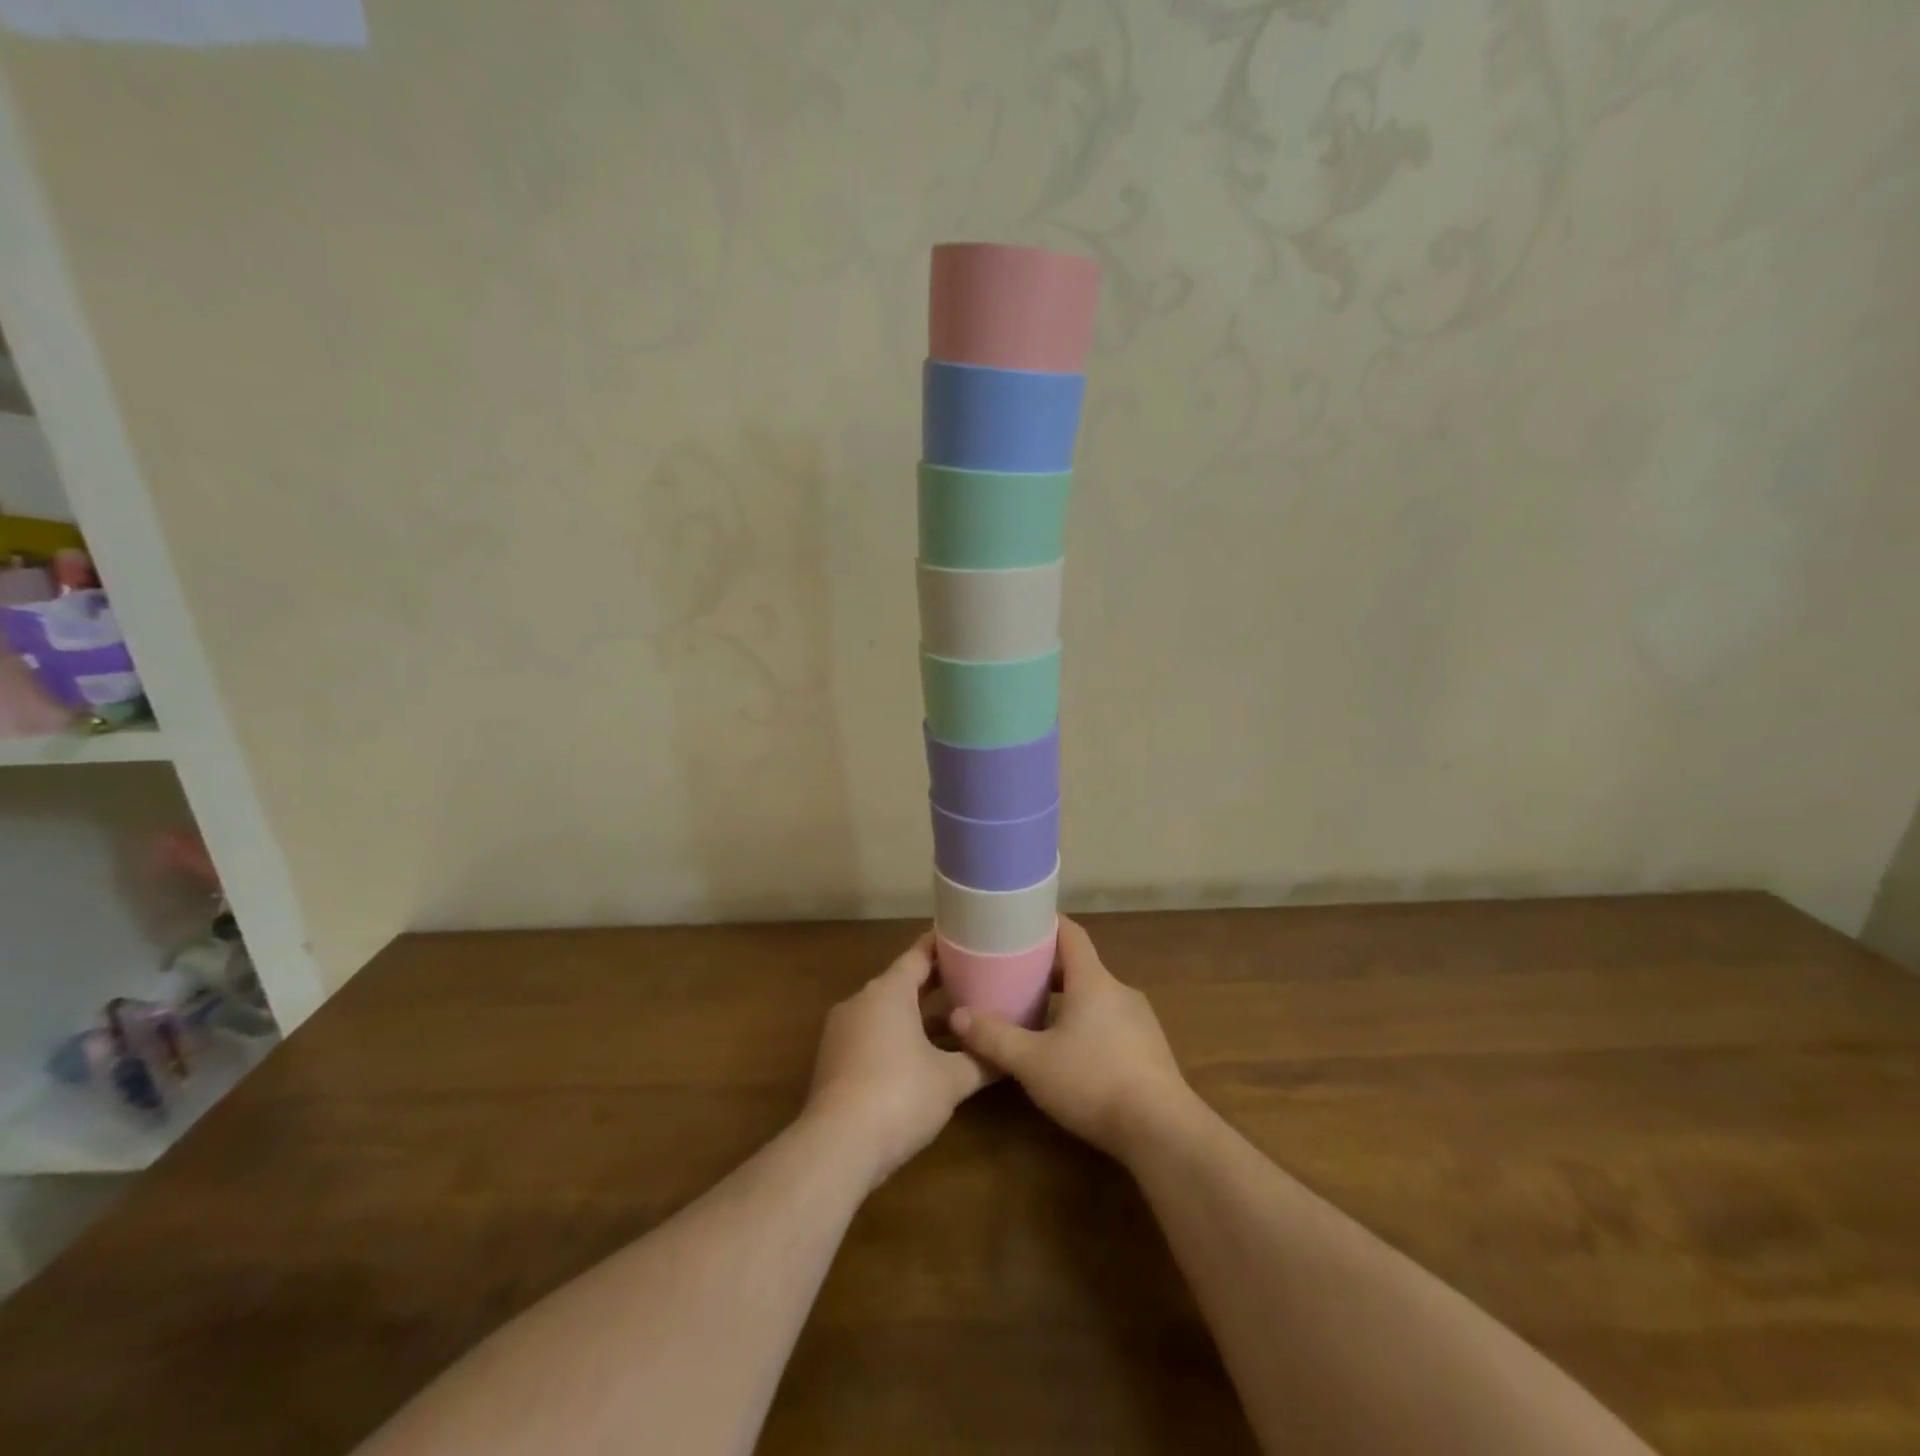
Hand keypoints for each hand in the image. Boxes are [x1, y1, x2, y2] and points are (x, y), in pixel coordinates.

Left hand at [806, 932, 989, 1188]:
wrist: (836, 1146)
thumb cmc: (899, 1096)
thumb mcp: (951, 1080)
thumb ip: (981, 1062)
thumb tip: (1008, 1056)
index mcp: (888, 991)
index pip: (918, 955)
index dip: (943, 947)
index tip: (966, 938)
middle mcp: (861, 1001)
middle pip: (902, 983)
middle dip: (936, 983)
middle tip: (972, 980)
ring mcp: (842, 1031)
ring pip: (887, 1012)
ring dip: (918, 1015)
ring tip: (955, 1020)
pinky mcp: (834, 1061)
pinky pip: (873, 1035)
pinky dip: (899, 1038)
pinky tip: (923, 1058)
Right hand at [949, 917, 1195, 1163]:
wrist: (1162, 1130)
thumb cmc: (1093, 1081)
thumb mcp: (1032, 1062)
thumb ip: (994, 1037)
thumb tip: (956, 1015)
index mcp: (1093, 980)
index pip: (1071, 934)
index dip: (1046, 923)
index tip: (1021, 920)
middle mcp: (1119, 991)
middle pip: (1081, 966)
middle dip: (1048, 968)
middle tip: (1015, 975)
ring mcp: (1140, 1020)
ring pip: (1097, 997)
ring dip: (1068, 1000)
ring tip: (1037, 1015)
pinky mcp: (1150, 1049)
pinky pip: (1112, 1022)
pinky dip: (1088, 1024)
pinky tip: (1071, 1053)